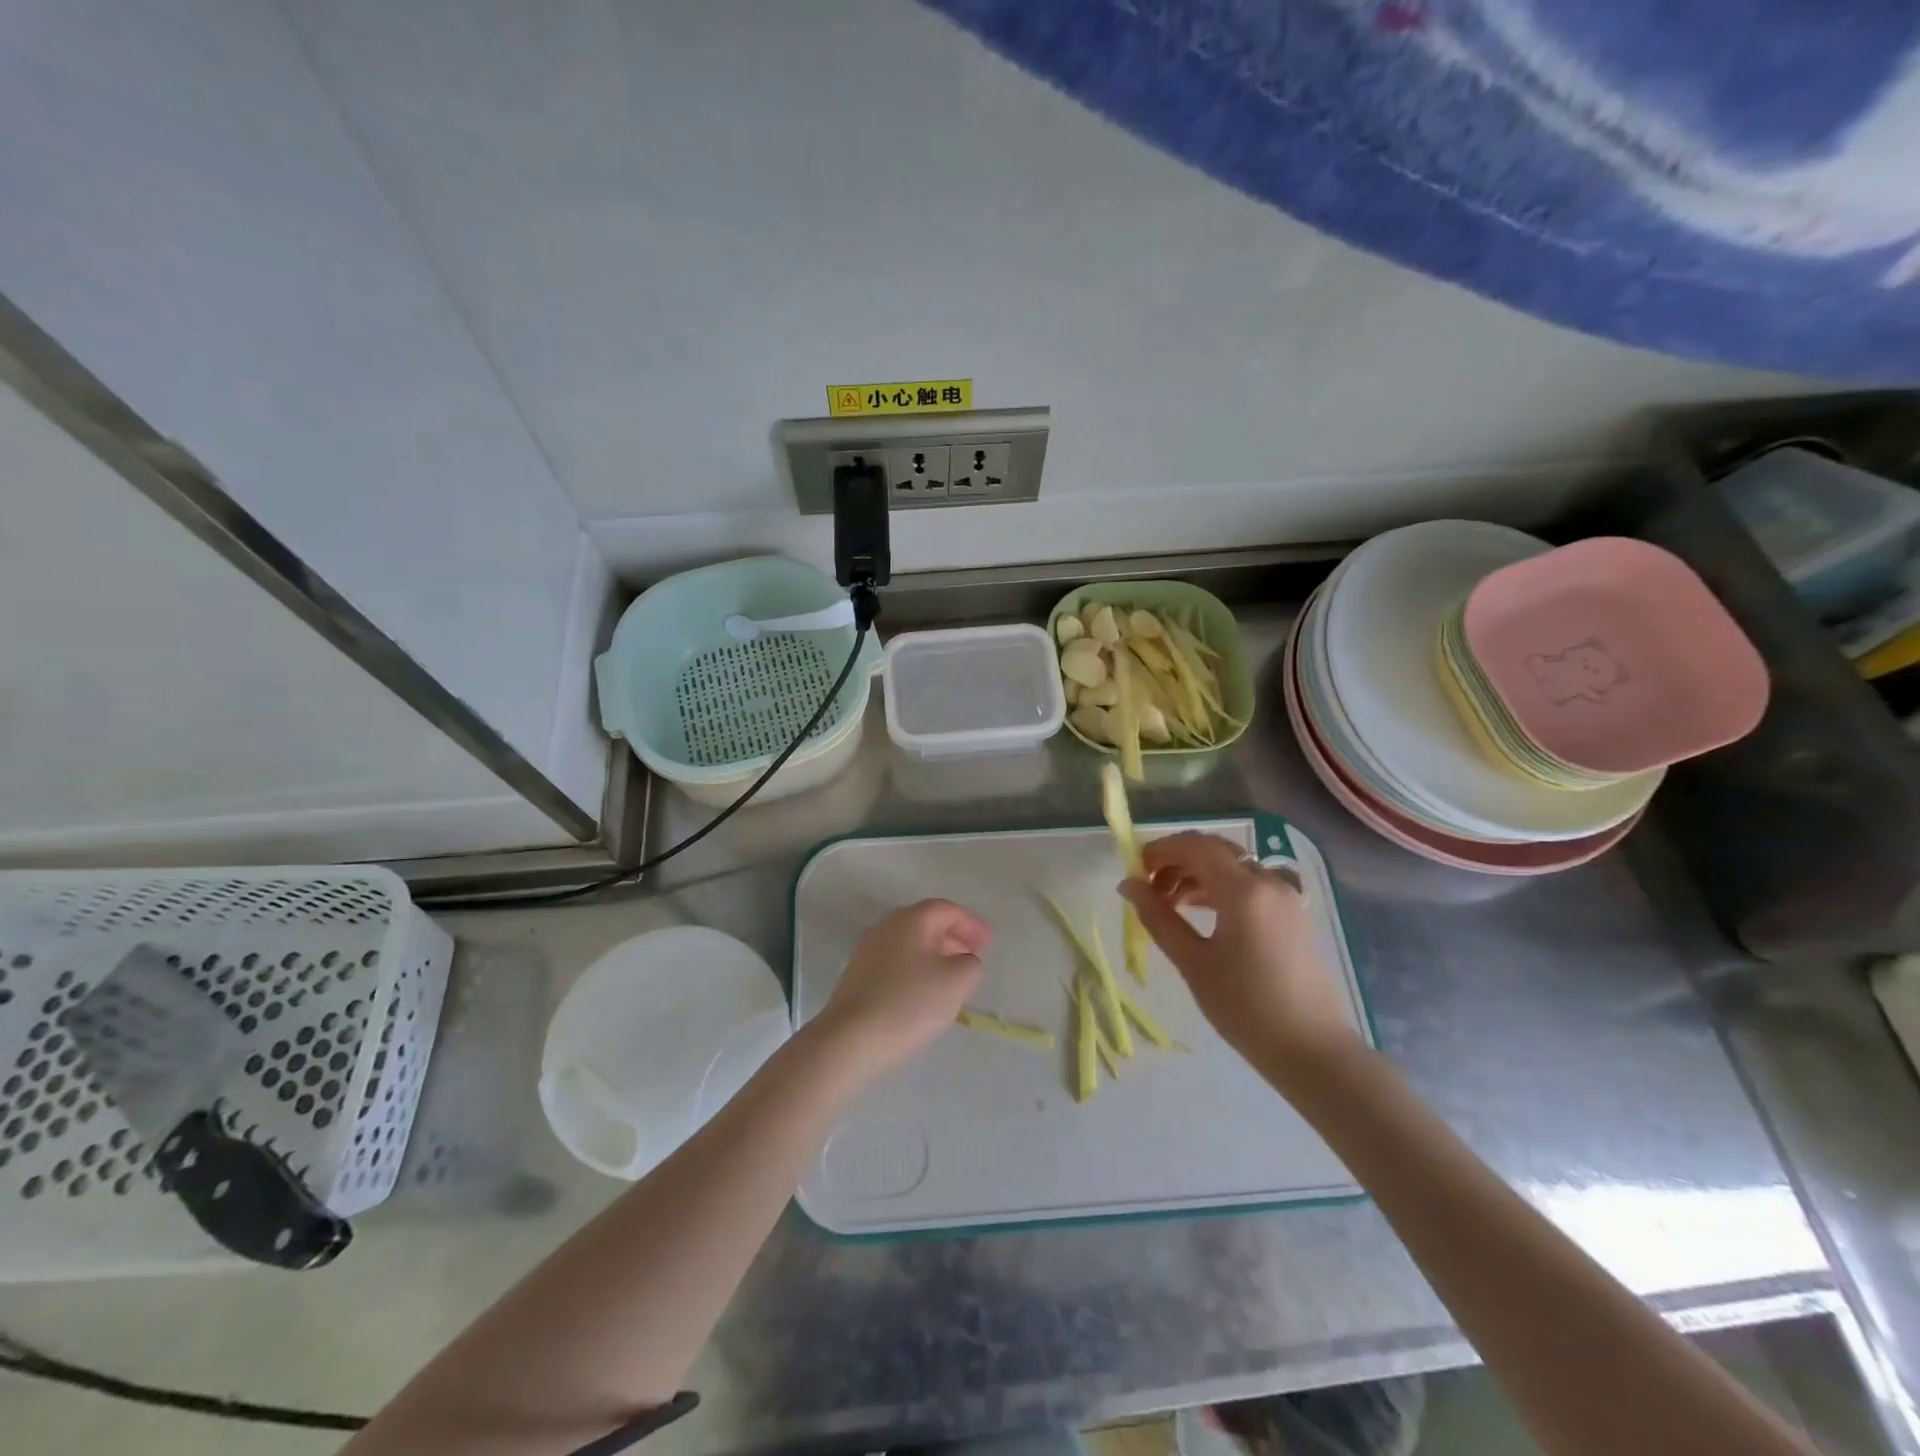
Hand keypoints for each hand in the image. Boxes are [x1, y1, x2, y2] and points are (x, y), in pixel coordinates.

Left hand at [816, 900, 989, 1074]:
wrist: (849, 1040)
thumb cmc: (909, 1003)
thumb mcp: (956, 982)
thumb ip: (970, 964)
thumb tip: (964, 959)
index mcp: (910, 920)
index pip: (947, 909)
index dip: (971, 923)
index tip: (988, 943)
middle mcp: (886, 927)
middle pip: (926, 923)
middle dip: (953, 938)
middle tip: (973, 958)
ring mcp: (867, 951)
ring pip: (910, 944)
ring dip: (934, 955)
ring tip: (952, 979)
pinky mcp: (856, 976)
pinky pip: (895, 963)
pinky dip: (916, 970)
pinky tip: (923, 995)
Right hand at [1120, 832, 1360, 1076]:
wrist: (1312, 1051)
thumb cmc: (1245, 1008)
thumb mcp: (1193, 963)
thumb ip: (1158, 918)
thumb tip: (1128, 885)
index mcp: (1244, 891)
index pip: (1196, 847)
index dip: (1162, 850)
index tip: (1135, 867)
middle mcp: (1268, 882)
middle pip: (1215, 851)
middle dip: (1178, 861)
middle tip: (1150, 887)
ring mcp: (1285, 897)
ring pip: (1232, 867)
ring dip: (1198, 874)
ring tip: (1170, 904)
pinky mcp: (1292, 914)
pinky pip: (1249, 885)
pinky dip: (1220, 888)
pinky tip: (1201, 913)